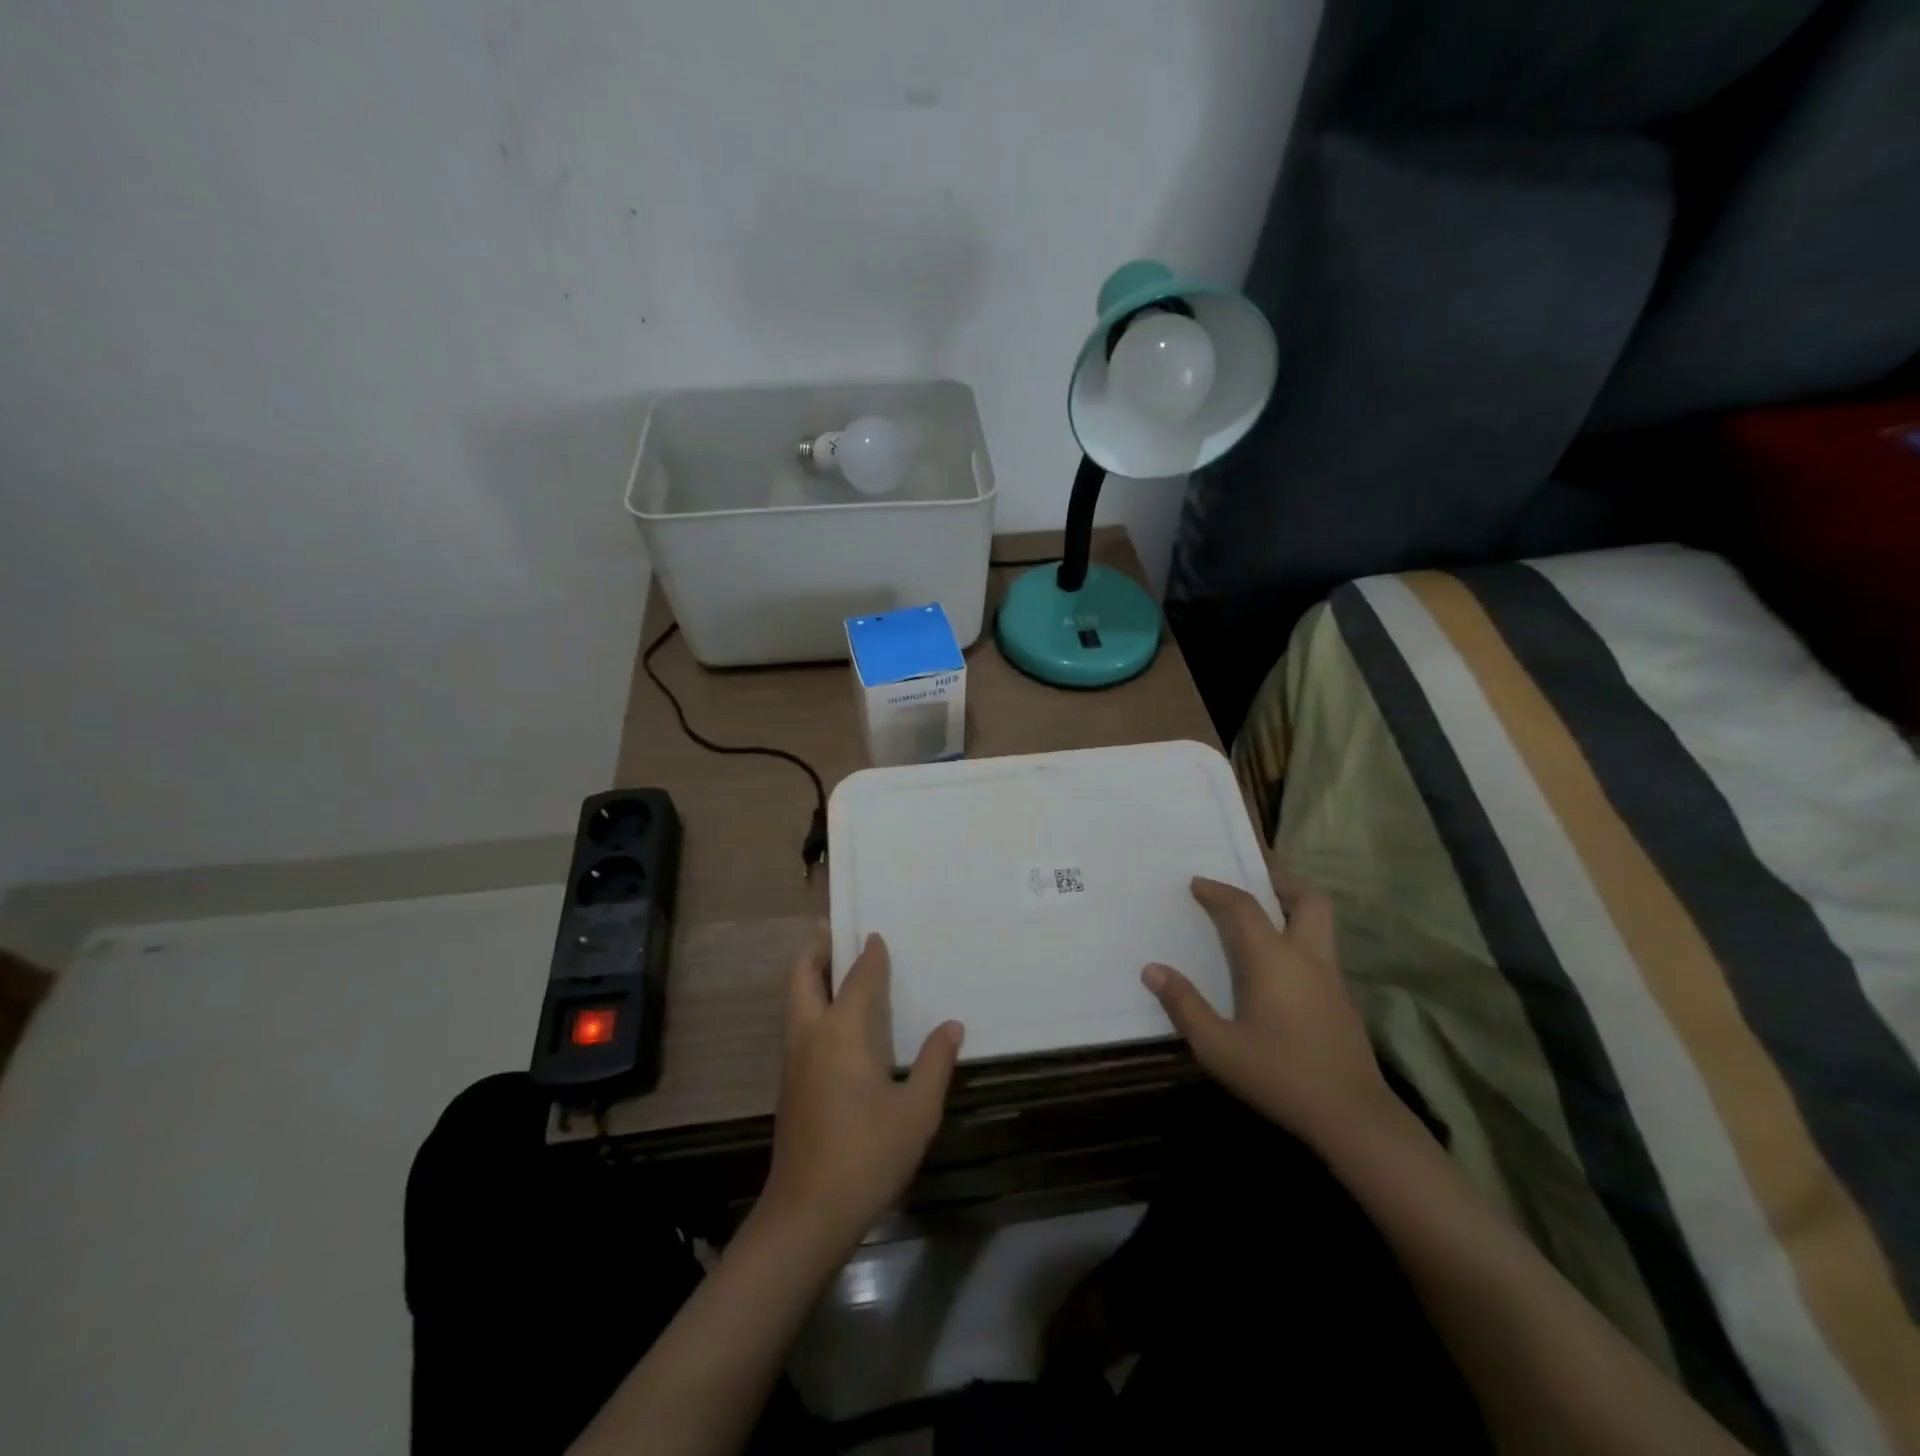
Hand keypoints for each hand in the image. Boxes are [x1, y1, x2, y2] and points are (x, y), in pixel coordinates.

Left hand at [758, 925, 962, 1253]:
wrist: (808, 1213)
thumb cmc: (868, 1154)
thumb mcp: (917, 1110)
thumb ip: (935, 1063)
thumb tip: (952, 1025)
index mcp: (843, 1031)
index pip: (859, 977)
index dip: (870, 954)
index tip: (878, 934)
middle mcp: (812, 1034)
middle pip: (802, 975)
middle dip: (816, 948)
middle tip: (834, 930)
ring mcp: (795, 1060)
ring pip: (795, 1000)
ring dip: (811, 976)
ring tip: (838, 968)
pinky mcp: (791, 1084)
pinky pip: (800, 1025)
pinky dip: (813, 1005)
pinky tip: (841, 1024)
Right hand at [1142, 868, 1393, 1152]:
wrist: (1353, 1117)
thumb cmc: (1279, 1076)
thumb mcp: (1218, 1047)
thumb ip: (1184, 1005)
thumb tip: (1152, 969)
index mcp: (1272, 959)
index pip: (1243, 907)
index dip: (1218, 890)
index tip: (1197, 883)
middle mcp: (1306, 956)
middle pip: (1307, 898)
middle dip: (1280, 878)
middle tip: (1253, 875)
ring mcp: (1330, 977)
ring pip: (1320, 920)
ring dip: (1293, 904)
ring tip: (1264, 910)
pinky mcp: (1342, 998)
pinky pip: (1320, 946)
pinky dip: (1299, 933)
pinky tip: (1279, 961)